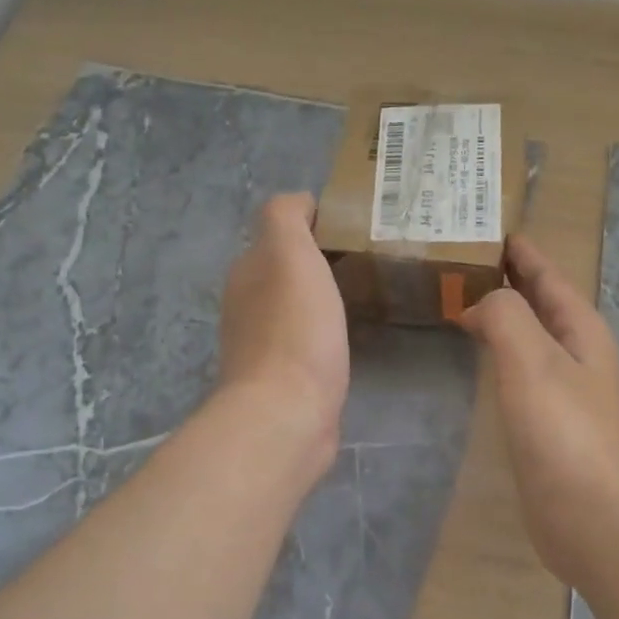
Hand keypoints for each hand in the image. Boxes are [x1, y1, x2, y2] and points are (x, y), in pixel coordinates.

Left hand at [216, 193, 348, 482]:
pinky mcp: (285, 381)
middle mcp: (249, 305)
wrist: (287, 415)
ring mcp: (265, 347)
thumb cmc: (294, 331)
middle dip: (321, 261)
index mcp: (248, 271)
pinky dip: (326, 334)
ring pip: (297, 308)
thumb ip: (286, 217)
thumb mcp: (289, 254)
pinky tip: (350, 338)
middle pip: (287, 271)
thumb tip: (301, 203)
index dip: (316, 224)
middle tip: (370, 259)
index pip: (280, 232)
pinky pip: (308, 343)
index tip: (357, 228)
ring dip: (323, 299)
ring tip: (368, 294)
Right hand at [460, 235, 618, 587]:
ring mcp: (564, 391)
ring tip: (461, 302)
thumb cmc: (565, 433)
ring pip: (529, 337)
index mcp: (581, 330)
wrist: (591, 516)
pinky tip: (479, 360)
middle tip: (460, 261)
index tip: (489, 228)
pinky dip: (498, 354)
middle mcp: (577, 354)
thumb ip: (506, 317)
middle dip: (507, 280)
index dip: (521, 252)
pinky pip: (519, 372)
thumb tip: (480, 305)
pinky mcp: (548, 424)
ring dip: (501, 317)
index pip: (548, 276)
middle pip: (539, 303)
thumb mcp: (534, 361)